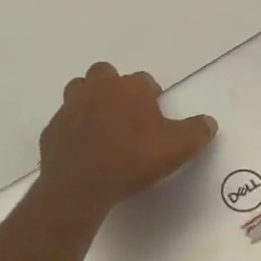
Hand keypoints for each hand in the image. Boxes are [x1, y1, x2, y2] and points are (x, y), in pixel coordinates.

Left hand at [38, 62, 216, 216]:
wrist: (80, 185)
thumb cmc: (132, 159)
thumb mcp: (177, 148)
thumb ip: (196, 132)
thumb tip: (209, 122)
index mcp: (129, 88)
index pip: (144, 80)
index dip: (151, 96)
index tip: (155, 116)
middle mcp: (97, 88)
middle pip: (105, 74)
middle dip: (115, 88)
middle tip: (126, 116)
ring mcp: (70, 107)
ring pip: (79, 92)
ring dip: (90, 102)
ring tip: (103, 128)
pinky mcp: (52, 130)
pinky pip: (65, 123)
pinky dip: (73, 130)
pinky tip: (84, 150)